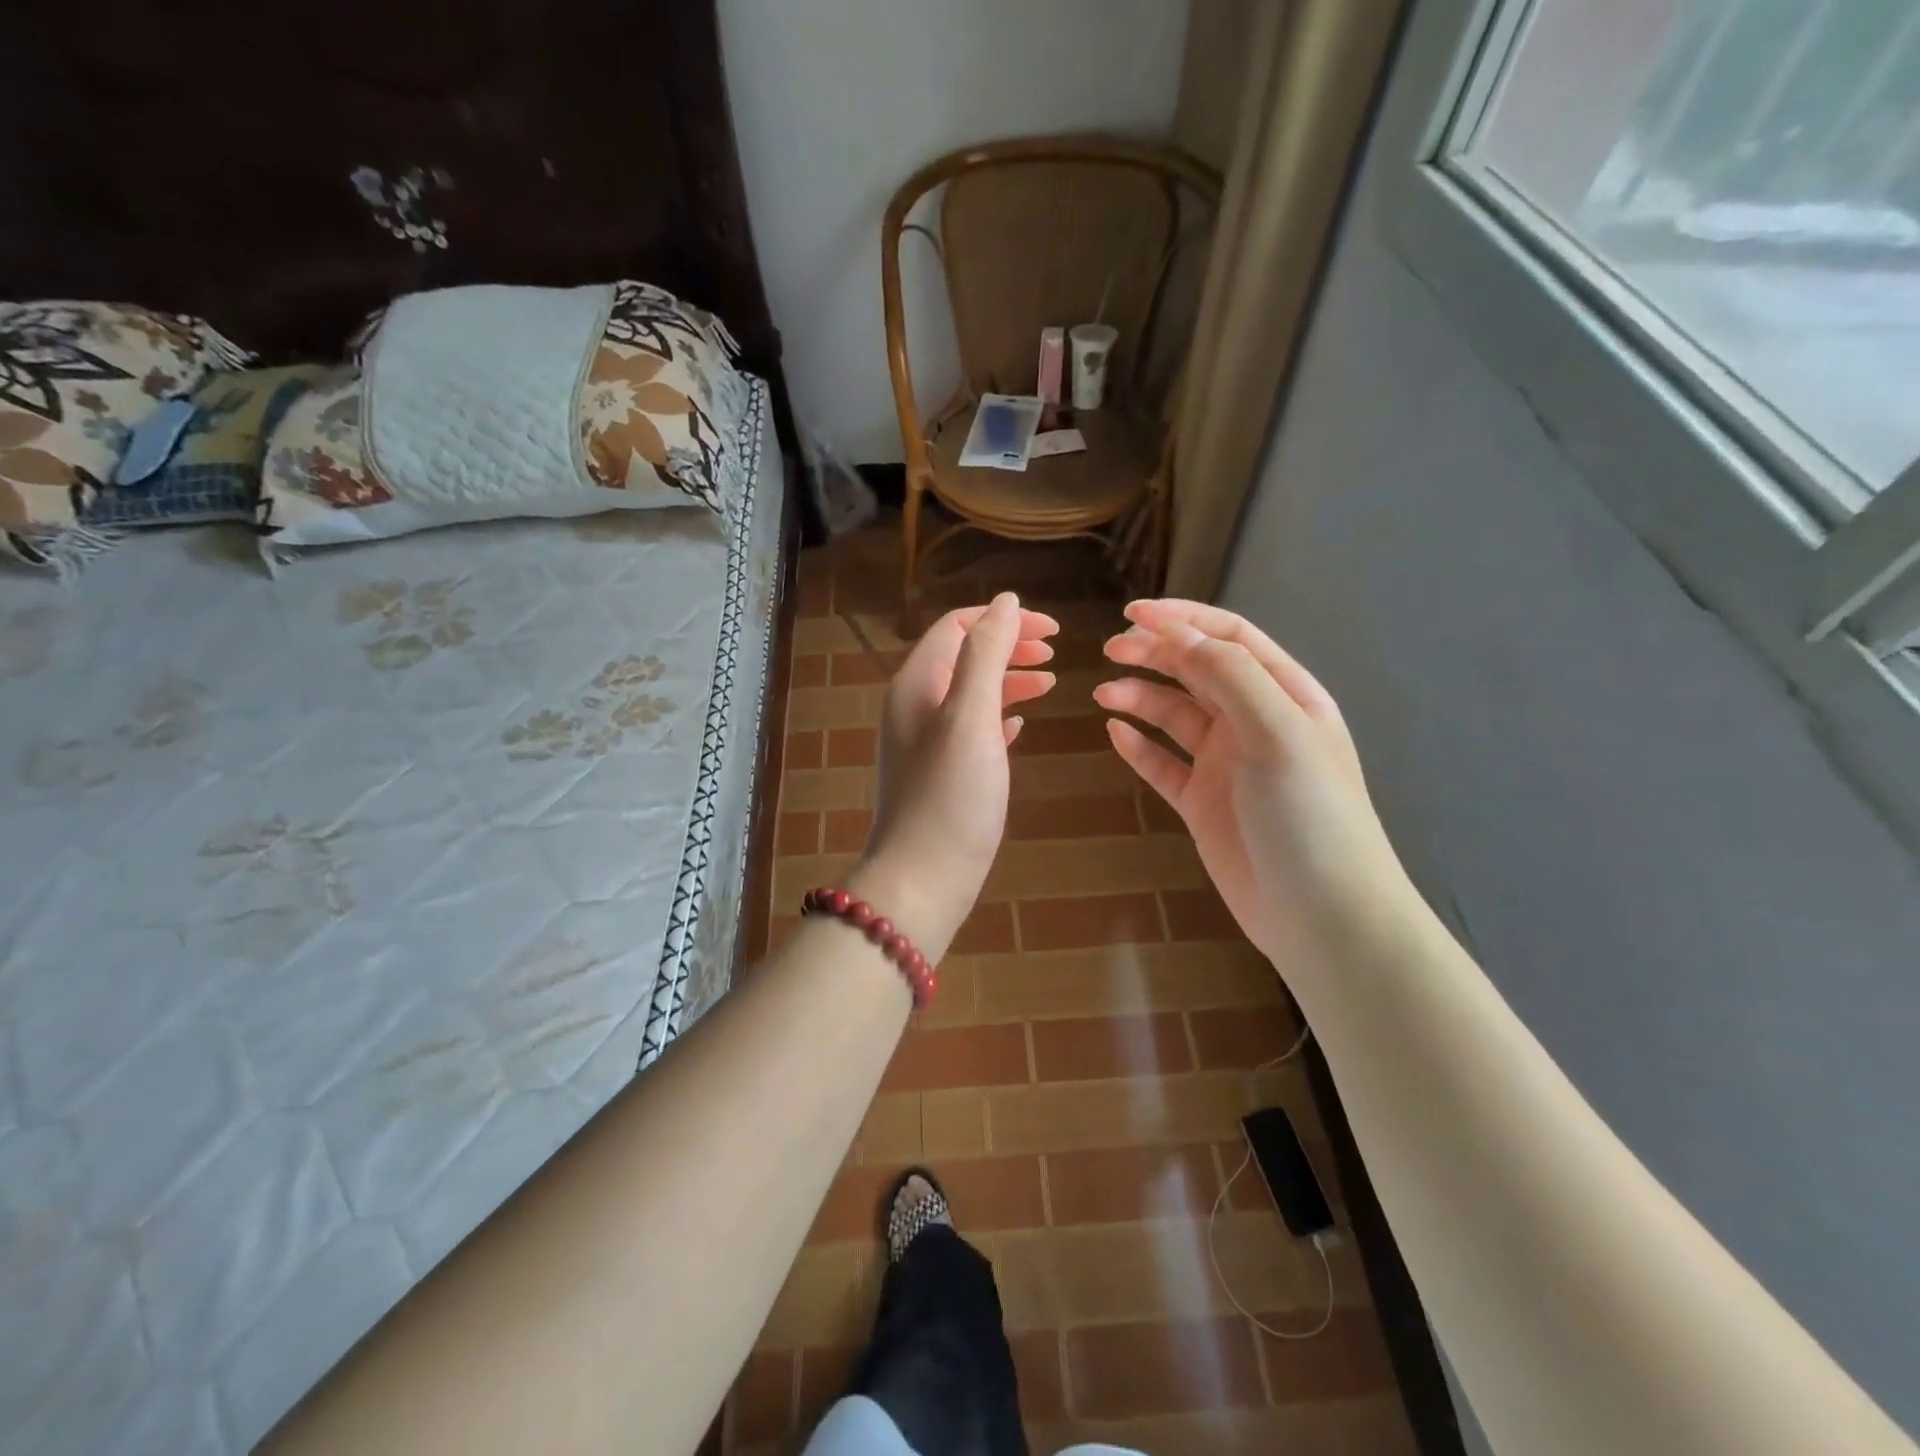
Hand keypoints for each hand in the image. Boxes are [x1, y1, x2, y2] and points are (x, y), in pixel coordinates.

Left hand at [851, 593, 1058, 960]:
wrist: (923, 879)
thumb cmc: (950, 796)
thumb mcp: (971, 716)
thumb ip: (985, 655)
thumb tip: (1005, 602)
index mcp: (917, 683)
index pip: (958, 626)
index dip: (1004, 619)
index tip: (1054, 629)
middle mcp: (915, 705)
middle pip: (964, 655)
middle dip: (1009, 646)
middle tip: (1055, 652)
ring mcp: (926, 741)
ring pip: (970, 692)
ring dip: (1009, 680)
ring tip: (1050, 684)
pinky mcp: (940, 773)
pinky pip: (972, 728)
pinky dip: (1000, 716)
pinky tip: (1022, 725)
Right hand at [1095, 600, 1416, 980]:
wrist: (1322, 916)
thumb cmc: (1310, 815)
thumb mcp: (1278, 733)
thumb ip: (1230, 676)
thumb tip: (1179, 633)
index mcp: (1285, 696)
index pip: (1230, 638)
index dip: (1183, 619)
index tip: (1133, 614)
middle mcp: (1255, 723)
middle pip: (1197, 671)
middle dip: (1155, 653)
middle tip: (1110, 651)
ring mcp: (1227, 765)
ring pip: (1175, 716)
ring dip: (1140, 698)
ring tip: (1103, 694)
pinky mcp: (1203, 803)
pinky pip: (1163, 764)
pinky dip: (1139, 747)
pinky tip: (1115, 735)